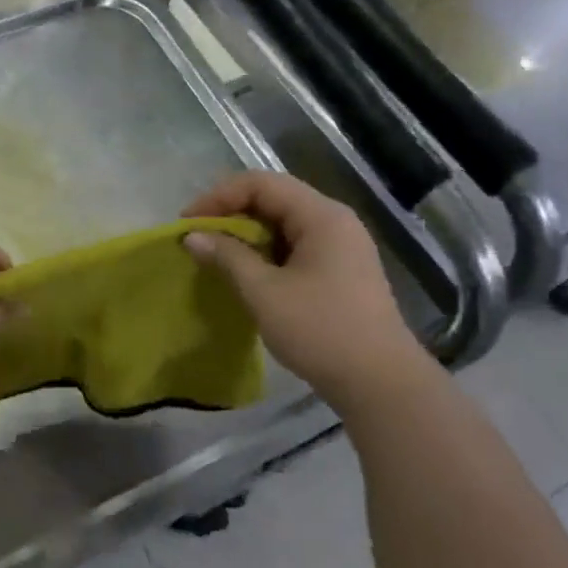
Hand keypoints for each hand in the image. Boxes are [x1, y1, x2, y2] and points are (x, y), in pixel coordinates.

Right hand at [184, 172, 426, 393]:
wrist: (380, 383)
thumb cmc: (320, 330)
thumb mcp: (264, 292)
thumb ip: (227, 257)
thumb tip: (193, 236)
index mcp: (321, 216)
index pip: (261, 184)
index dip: (219, 197)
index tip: (188, 223)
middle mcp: (334, 221)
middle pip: (274, 199)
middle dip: (230, 214)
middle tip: (197, 239)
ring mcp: (341, 246)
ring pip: (283, 224)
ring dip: (246, 235)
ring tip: (215, 257)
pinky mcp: (339, 271)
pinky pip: (294, 247)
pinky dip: (265, 253)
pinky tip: (246, 274)